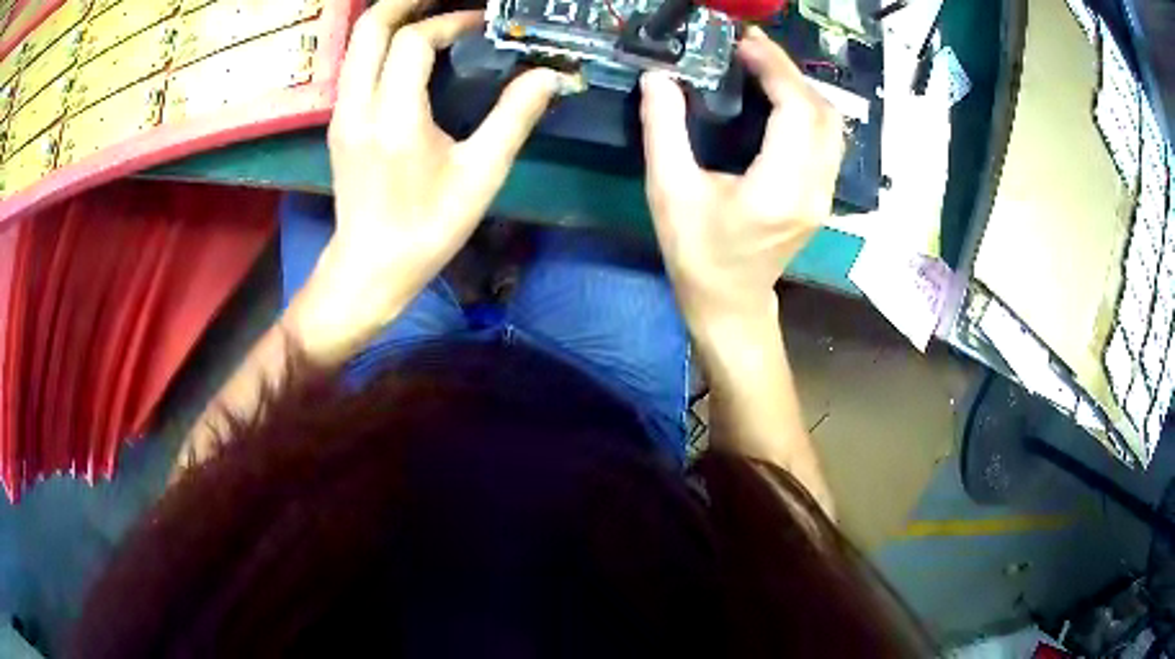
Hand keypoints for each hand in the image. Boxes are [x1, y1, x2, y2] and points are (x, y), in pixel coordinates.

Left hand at [293, 0, 561, 361]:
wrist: (369, 268)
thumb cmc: (426, 228)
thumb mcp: (480, 175)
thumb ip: (514, 117)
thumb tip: (549, 76)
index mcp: (394, 117)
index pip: (414, 42)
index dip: (450, 21)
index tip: (482, 23)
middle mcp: (358, 106)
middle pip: (369, 28)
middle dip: (404, 1)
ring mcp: (342, 114)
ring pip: (357, 43)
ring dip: (391, 18)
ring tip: (428, 10)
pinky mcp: (340, 123)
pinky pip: (356, 64)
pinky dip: (382, 42)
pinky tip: (409, 45)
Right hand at [640, 27, 843, 335]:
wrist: (731, 302)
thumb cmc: (697, 253)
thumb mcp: (668, 191)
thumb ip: (663, 129)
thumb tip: (658, 78)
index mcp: (779, 188)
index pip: (796, 110)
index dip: (775, 69)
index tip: (745, 45)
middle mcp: (813, 189)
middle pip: (821, 112)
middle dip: (789, 71)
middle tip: (750, 50)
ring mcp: (824, 194)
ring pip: (831, 125)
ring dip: (801, 88)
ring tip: (764, 67)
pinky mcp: (822, 195)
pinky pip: (827, 140)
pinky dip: (807, 109)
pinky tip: (779, 98)